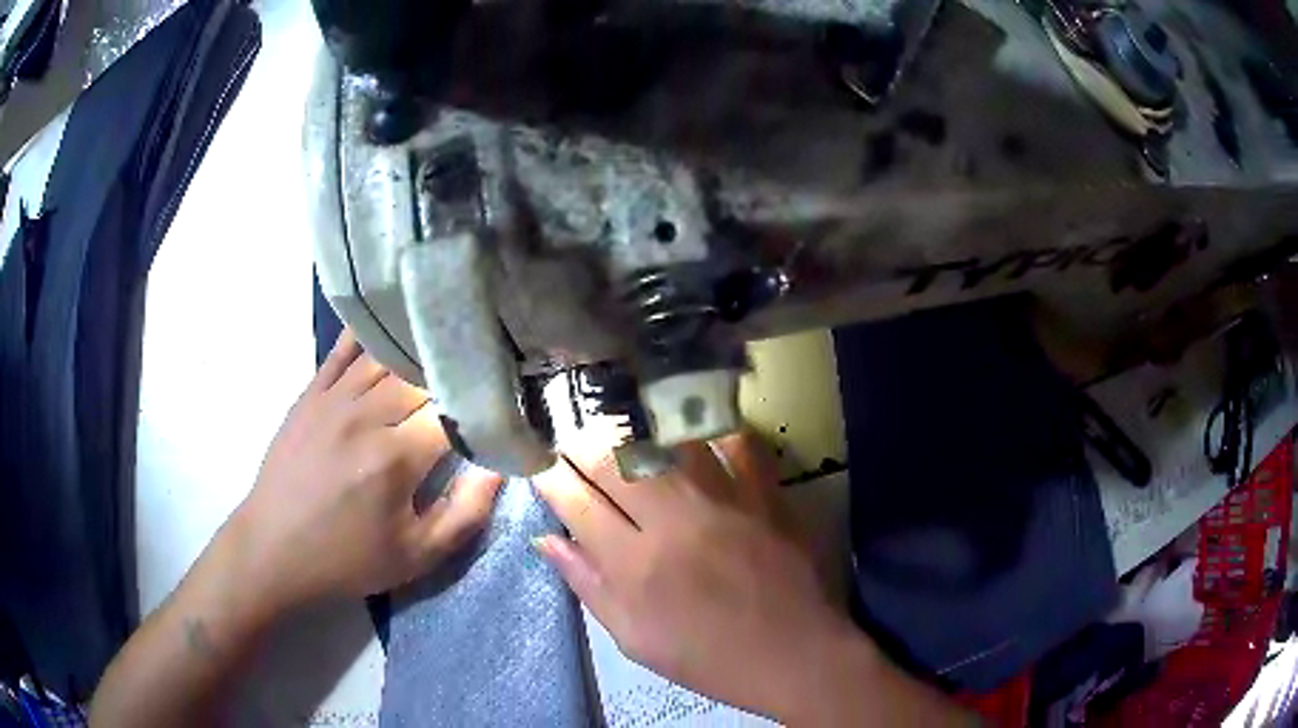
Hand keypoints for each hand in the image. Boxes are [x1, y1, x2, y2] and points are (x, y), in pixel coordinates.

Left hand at [229, 329, 503, 613]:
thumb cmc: (348, 560)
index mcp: (395, 459)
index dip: (484, 408)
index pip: (455, 412)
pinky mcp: (310, 393)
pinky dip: (371, 336)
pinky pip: (344, 350)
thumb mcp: (418, 556)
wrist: (273, 550)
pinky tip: (390, 326)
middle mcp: (365, 416)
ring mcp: (333, 398)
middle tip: (475, 383)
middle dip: (453, 379)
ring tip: (443, 350)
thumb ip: (467, 513)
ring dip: (419, 354)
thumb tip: (500, 467)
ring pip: (387, 356)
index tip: (500, 413)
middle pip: (423, 375)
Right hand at [532, 433, 872, 721]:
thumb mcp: (634, 639)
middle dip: (583, 445)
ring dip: (639, 436)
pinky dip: (712, 438)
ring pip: (669, 442)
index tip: (541, 466)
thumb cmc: (707, 657)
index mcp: (635, 566)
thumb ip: (588, 586)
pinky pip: (736, 445)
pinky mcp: (767, 496)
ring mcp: (725, 503)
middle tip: (575, 446)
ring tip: (626, 440)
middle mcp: (675, 523)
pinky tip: (698, 444)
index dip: (550, 477)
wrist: (793, 656)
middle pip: (615, 461)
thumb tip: (547, 540)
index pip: (576, 503)